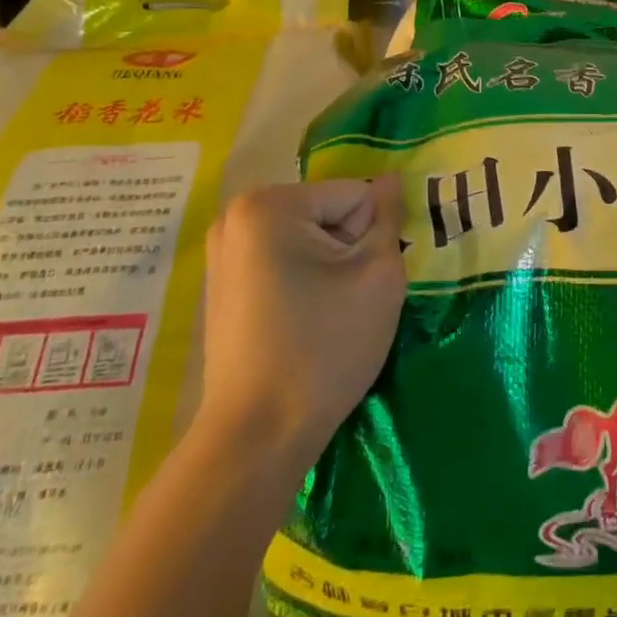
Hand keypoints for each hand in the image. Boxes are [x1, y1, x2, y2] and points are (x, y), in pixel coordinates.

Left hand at [195, 177, 405, 477]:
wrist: (258, 436)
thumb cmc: (324, 346)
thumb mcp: (378, 274)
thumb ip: (389, 218)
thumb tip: (392, 179)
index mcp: (271, 204)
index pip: (355, 196)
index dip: (372, 238)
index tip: (361, 283)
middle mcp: (237, 216)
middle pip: (329, 213)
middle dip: (348, 249)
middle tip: (347, 300)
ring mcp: (224, 252)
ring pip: (309, 238)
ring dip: (330, 266)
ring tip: (326, 314)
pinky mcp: (223, 285)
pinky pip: (284, 261)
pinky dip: (304, 282)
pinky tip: (304, 322)